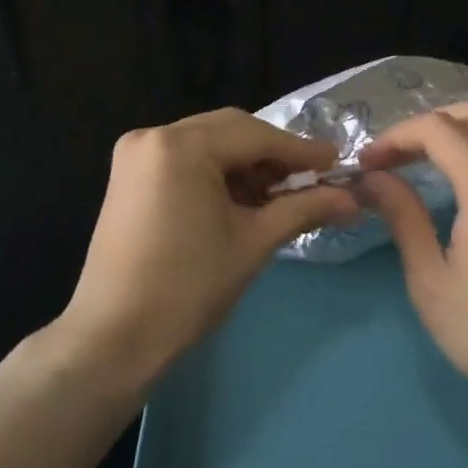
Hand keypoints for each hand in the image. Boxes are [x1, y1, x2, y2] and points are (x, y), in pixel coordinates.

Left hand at [58, 108, 359, 386]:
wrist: (115, 336)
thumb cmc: (188, 288)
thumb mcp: (253, 242)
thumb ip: (304, 209)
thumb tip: (352, 199)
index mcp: (181, 146)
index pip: (256, 135)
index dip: (301, 150)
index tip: (337, 162)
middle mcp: (153, 135)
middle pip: (230, 131)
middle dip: (272, 154)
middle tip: (311, 179)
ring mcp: (136, 154)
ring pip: (208, 143)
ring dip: (245, 163)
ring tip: (278, 195)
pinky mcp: (128, 175)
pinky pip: (185, 159)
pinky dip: (216, 173)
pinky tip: (241, 199)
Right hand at [359, 103, 467, 420]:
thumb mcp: (431, 281)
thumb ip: (402, 217)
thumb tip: (372, 179)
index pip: (436, 129)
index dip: (395, 138)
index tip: (368, 165)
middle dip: (426, 124)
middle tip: (394, 158)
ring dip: (458, 129)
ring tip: (423, 161)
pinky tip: (464, 176)